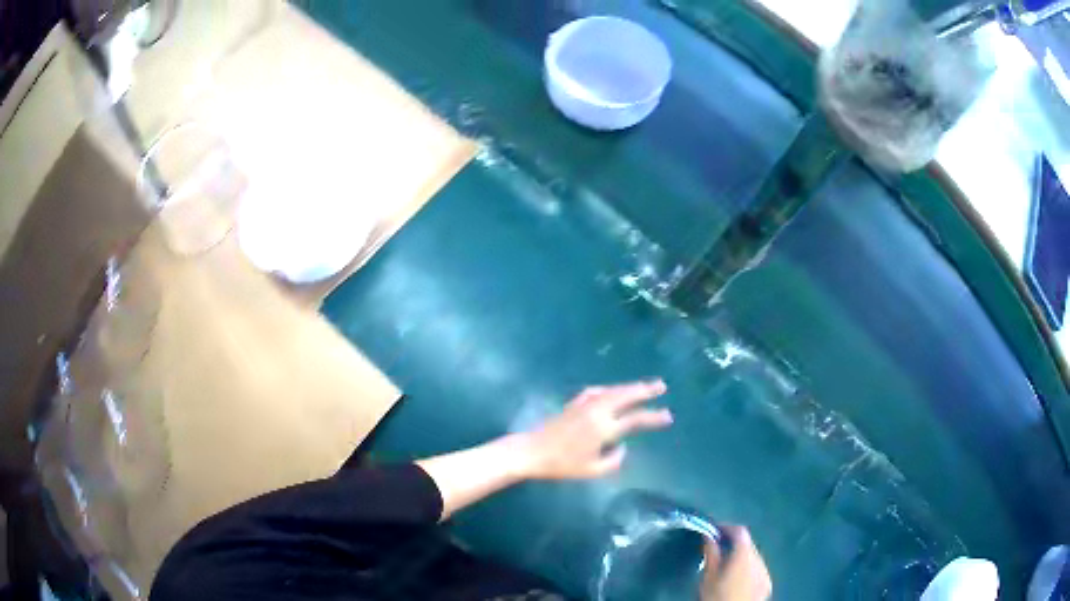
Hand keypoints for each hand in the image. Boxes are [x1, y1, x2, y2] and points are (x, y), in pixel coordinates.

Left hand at [518, 380, 671, 479]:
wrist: (532, 451)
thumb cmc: (562, 465)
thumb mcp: (591, 471)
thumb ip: (613, 461)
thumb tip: (623, 448)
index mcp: (604, 429)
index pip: (635, 419)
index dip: (653, 417)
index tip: (668, 416)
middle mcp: (597, 412)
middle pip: (625, 396)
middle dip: (644, 390)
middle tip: (661, 386)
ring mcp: (584, 405)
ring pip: (612, 391)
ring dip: (629, 387)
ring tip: (644, 386)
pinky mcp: (573, 404)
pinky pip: (597, 392)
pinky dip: (609, 389)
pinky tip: (612, 391)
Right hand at [701, 526, 771, 600]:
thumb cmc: (717, 595)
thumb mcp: (708, 575)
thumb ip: (711, 553)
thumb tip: (709, 535)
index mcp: (744, 553)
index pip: (740, 531)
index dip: (727, 528)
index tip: (715, 531)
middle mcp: (759, 558)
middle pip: (748, 544)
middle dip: (734, 544)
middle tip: (718, 550)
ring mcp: (766, 571)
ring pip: (754, 557)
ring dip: (742, 557)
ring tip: (727, 567)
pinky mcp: (768, 583)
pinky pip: (759, 569)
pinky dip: (749, 569)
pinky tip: (739, 579)